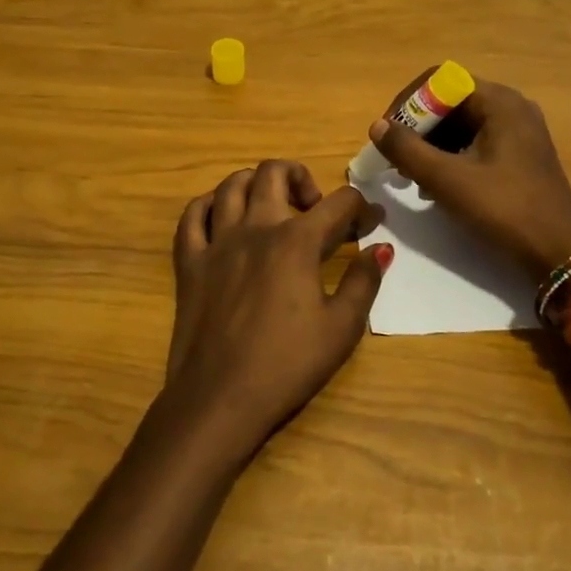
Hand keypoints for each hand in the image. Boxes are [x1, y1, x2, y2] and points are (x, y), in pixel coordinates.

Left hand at [162, 160, 390, 465]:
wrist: (220, 398)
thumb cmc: (287, 365)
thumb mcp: (341, 328)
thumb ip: (364, 282)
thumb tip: (381, 248)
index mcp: (297, 242)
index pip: (339, 203)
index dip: (362, 207)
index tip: (371, 222)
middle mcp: (256, 227)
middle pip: (276, 172)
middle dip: (303, 178)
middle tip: (313, 209)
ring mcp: (217, 241)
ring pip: (231, 184)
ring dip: (256, 183)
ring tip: (270, 206)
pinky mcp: (189, 261)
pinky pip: (192, 215)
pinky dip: (210, 205)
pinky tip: (224, 218)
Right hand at [368, 76, 570, 281]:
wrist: (560, 253)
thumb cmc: (504, 209)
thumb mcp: (448, 180)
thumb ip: (408, 150)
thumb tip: (377, 126)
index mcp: (499, 102)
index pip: (440, 80)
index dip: (408, 102)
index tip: (388, 134)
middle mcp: (511, 108)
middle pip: (450, 102)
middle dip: (417, 128)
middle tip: (396, 160)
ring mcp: (519, 133)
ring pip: (461, 126)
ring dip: (431, 146)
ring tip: (412, 178)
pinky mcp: (519, 157)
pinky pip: (475, 144)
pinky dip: (451, 158)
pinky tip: (436, 187)